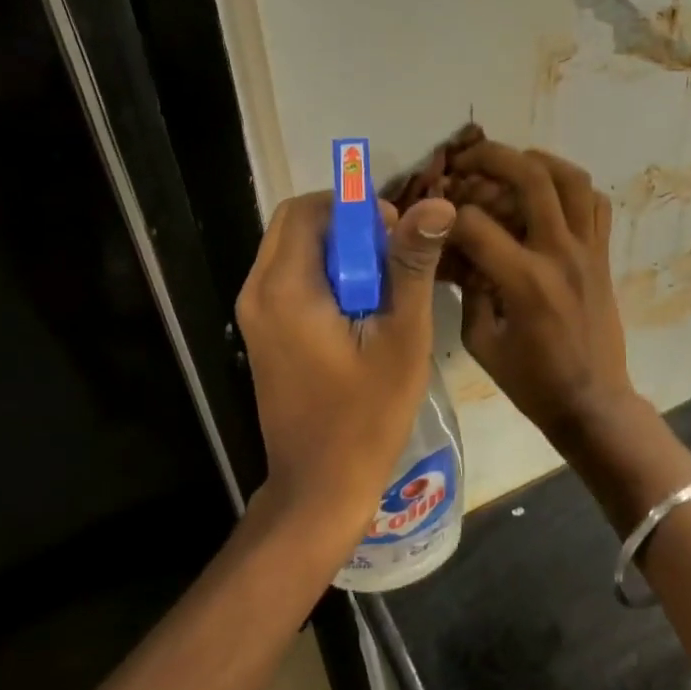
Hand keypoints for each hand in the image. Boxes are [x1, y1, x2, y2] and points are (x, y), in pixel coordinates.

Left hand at [235, 191, 455, 546]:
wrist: (320, 486)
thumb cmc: (366, 415)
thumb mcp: (401, 336)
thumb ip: (412, 264)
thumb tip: (436, 203)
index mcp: (285, 288)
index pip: (310, 209)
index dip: (355, 208)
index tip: (395, 234)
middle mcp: (257, 291)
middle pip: (297, 224)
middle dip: (347, 227)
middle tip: (392, 259)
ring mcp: (254, 314)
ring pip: (293, 250)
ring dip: (338, 252)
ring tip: (382, 287)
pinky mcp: (262, 332)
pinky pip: (290, 279)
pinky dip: (324, 276)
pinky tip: (358, 310)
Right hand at [445, 141, 637, 444]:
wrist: (593, 402)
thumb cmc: (532, 381)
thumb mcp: (481, 341)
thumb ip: (467, 289)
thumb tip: (456, 252)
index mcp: (525, 281)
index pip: (476, 223)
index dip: (446, 214)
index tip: (433, 216)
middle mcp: (560, 254)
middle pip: (531, 178)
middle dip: (492, 157)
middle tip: (467, 158)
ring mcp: (588, 250)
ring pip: (572, 179)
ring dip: (538, 161)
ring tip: (512, 164)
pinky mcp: (603, 255)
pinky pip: (596, 204)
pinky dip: (572, 188)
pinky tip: (549, 195)